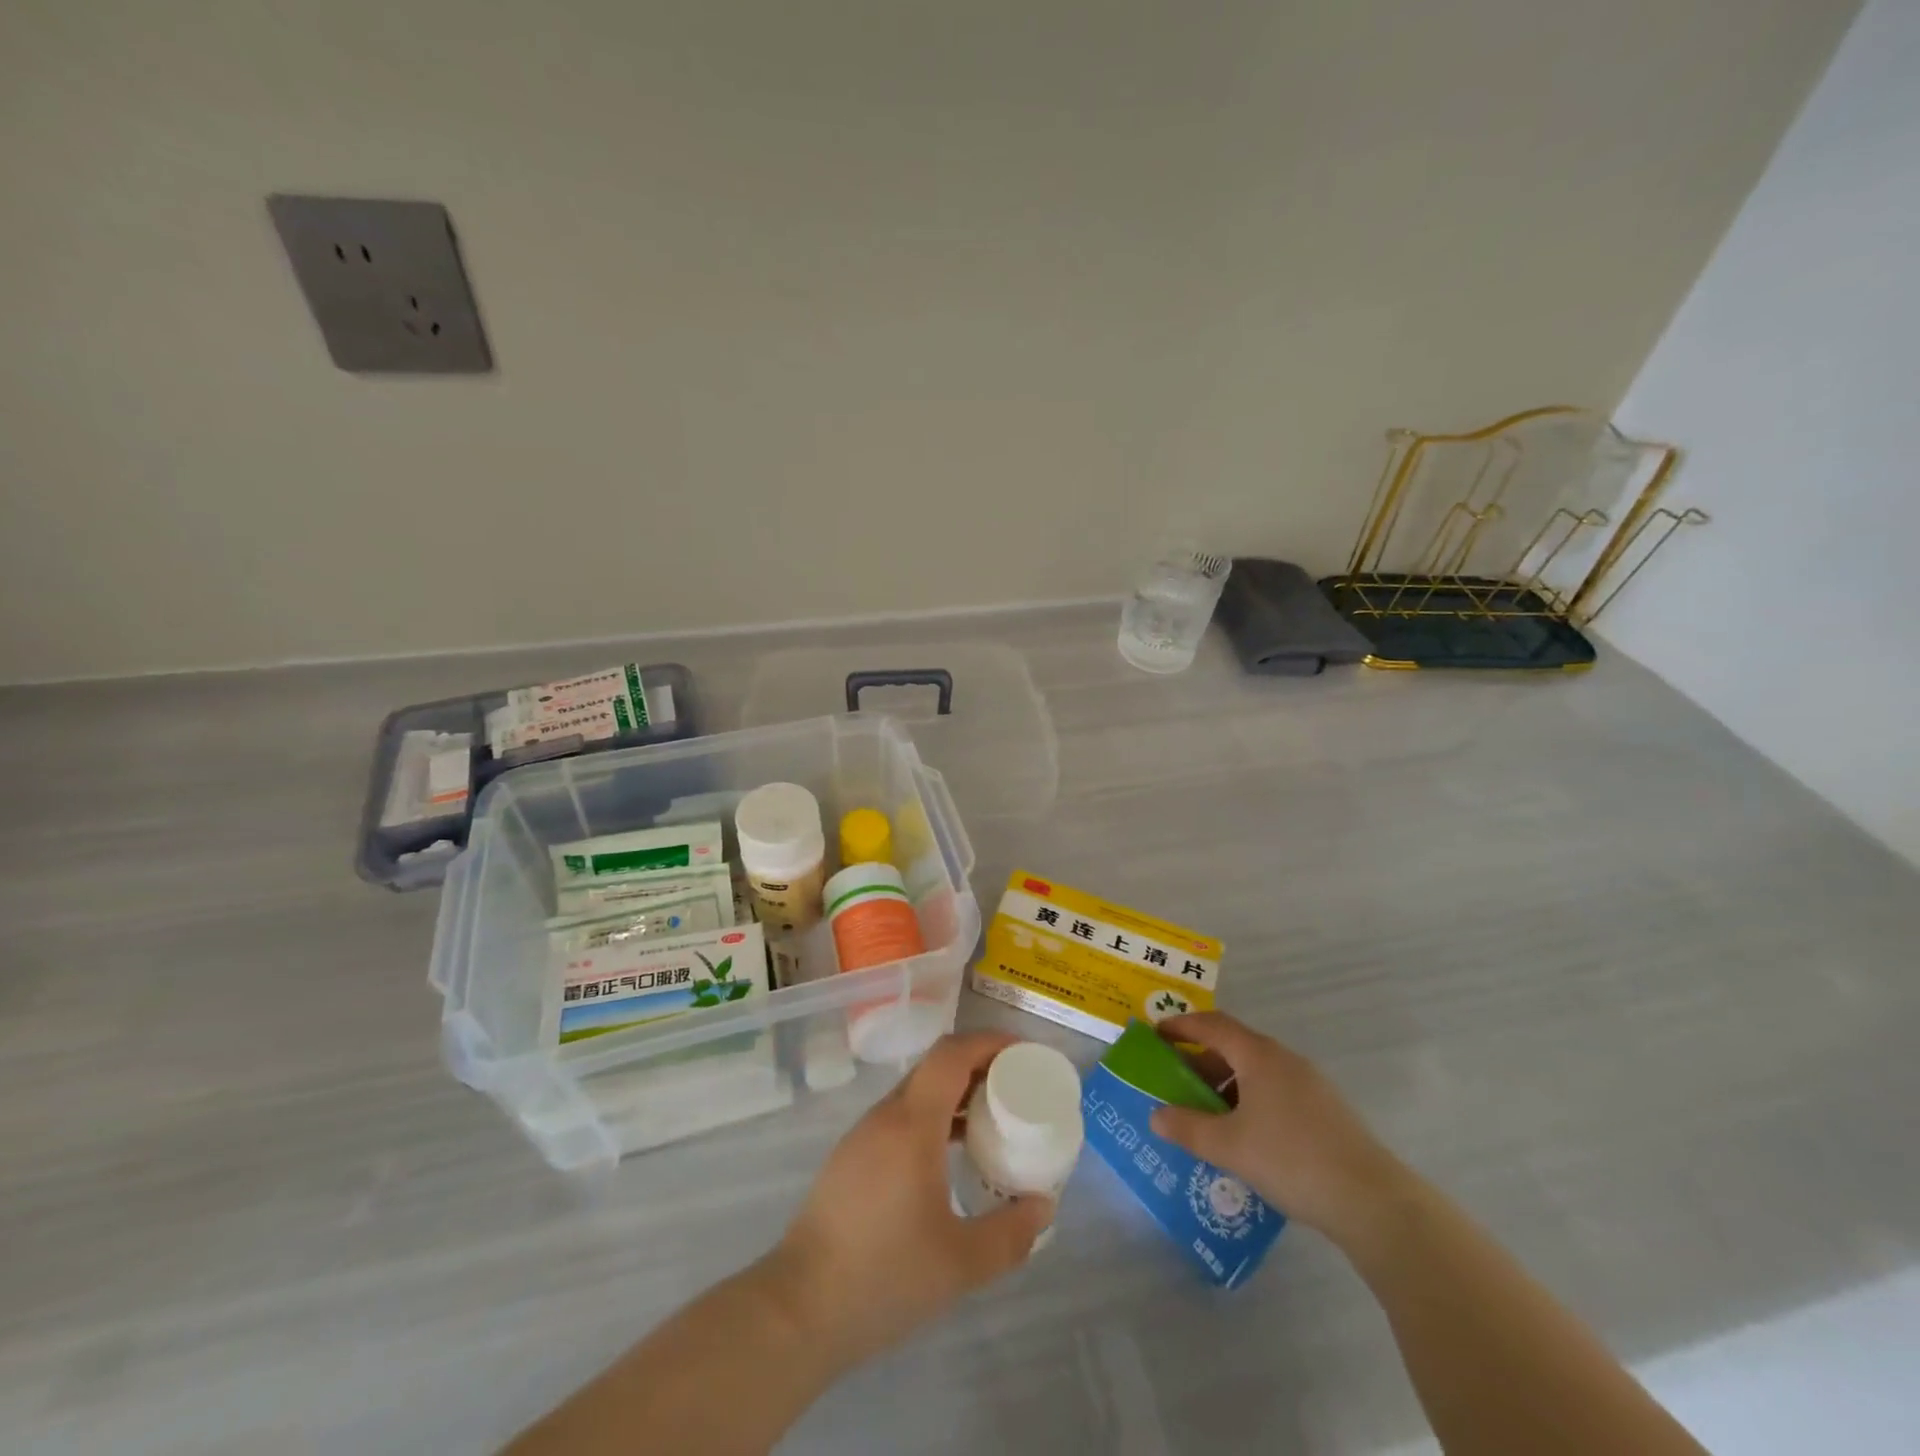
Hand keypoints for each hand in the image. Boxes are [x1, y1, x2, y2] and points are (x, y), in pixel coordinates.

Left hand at [764, 1031, 1052, 1370]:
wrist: (798, 1310)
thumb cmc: (883, 1276)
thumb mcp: (961, 1263)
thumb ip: (1010, 1234)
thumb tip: (1044, 1206)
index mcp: (912, 1123)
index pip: (951, 1054)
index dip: (988, 1042)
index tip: (1023, 1053)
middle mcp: (886, 1116)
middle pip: (935, 1067)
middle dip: (978, 1066)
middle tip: (1016, 1088)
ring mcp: (863, 1136)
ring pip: (916, 1093)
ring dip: (955, 1094)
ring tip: (990, 1121)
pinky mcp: (851, 1159)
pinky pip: (901, 1118)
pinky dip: (933, 1118)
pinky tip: (949, 1157)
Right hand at [1148, 1012, 1413, 1245]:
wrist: (1373, 1202)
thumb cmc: (1291, 1159)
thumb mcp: (1229, 1146)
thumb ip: (1188, 1128)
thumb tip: (1156, 1116)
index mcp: (1259, 1055)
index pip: (1212, 1025)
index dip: (1181, 1026)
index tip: (1156, 1035)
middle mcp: (1284, 1060)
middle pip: (1233, 1047)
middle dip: (1200, 1061)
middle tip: (1175, 1083)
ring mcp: (1310, 1085)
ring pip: (1255, 1072)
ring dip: (1225, 1086)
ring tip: (1206, 1116)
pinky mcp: (1325, 1112)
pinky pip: (1274, 1092)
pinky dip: (1249, 1102)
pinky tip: (1244, 1137)